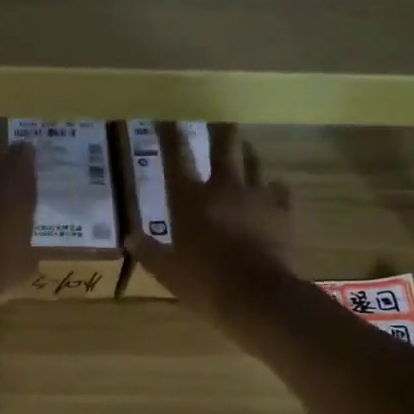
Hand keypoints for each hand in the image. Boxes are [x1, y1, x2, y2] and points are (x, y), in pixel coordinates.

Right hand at [125, 123, 297, 326]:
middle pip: (225, 143)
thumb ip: (149, 251)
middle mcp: (224, 187)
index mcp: (190, 199)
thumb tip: (130, 237)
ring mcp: (258, 197)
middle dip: (219, 126)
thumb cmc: (204, 283)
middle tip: (217, 116)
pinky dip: (273, 186)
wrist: (258, 297)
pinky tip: (272, 188)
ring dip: (246, 151)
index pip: (176, 156)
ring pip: (254, 160)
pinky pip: (279, 189)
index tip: (165, 116)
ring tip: (243, 147)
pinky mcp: (283, 212)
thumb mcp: (167, 271)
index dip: (169, 133)